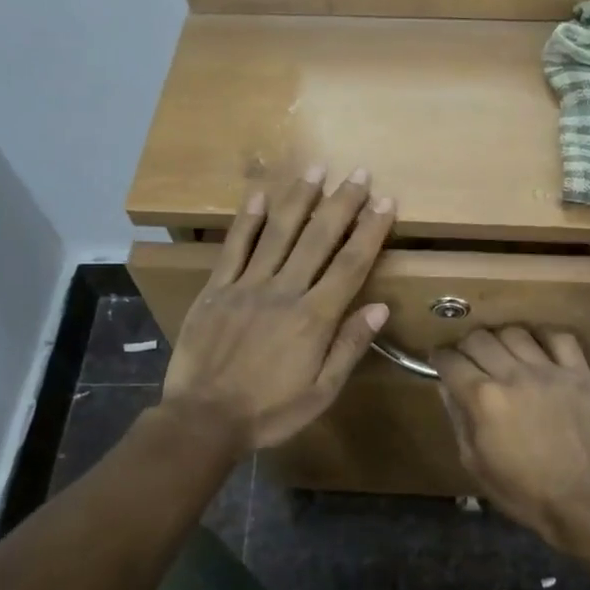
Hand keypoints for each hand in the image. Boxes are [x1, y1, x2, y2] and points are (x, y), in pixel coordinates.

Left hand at [162, 169, 394, 449]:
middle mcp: (284, 291)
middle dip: (341, 203)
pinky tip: (259, 194)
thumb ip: (349, 347)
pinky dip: (248, 219)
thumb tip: (379, 307)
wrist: (203, 420)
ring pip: (278, 233)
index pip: (351, 264)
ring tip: (316, 169)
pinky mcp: (217, 288)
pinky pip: (234, 247)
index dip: (371, 230)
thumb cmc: (269, 411)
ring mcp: (247, 285)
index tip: (385, 202)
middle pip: (319, 238)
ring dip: (299, 199)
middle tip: (358, 173)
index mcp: (314, 317)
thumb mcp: (321, 392)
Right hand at [430, 327, 589, 546]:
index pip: (451, 361)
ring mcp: (549, 370)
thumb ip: (458, 418)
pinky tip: (539, 349)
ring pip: (515, 332)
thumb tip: (446, 387)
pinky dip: (544, 337)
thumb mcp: (475, 463)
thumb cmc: (522, 490)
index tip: (440, 362)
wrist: (582, 500)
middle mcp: (513, 375)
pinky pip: (560, 337)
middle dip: (466, 346)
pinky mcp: (580, 374)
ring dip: (501, 339)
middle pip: (479, 338)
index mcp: (483, 398)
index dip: (440, 359)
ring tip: (503, 353)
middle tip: (469, 359)